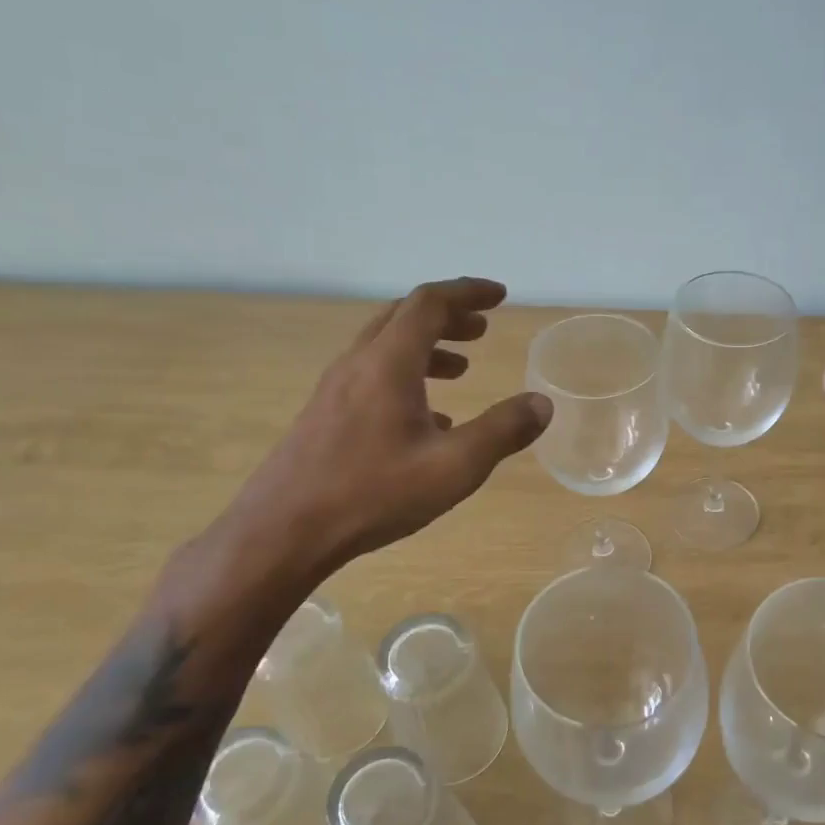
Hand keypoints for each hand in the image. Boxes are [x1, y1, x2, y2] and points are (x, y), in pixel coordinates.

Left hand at [179, 278, 551, 620]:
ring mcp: (335, 389)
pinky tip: (428, 419)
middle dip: (448, 317)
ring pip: (386, 348)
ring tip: (461, 370)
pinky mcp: (324, 415)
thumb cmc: (373, 493)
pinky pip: (373, 377)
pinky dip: (407, 378)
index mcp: (389, 363)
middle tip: (482, 330)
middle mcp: (358, 364)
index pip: (430, 303)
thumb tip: (542, 403)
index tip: (499, 295)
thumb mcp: (453, 466)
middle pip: (404, 317)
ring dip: (427, 348)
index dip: (467, 292)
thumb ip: (502, 431)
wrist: (283, 531)